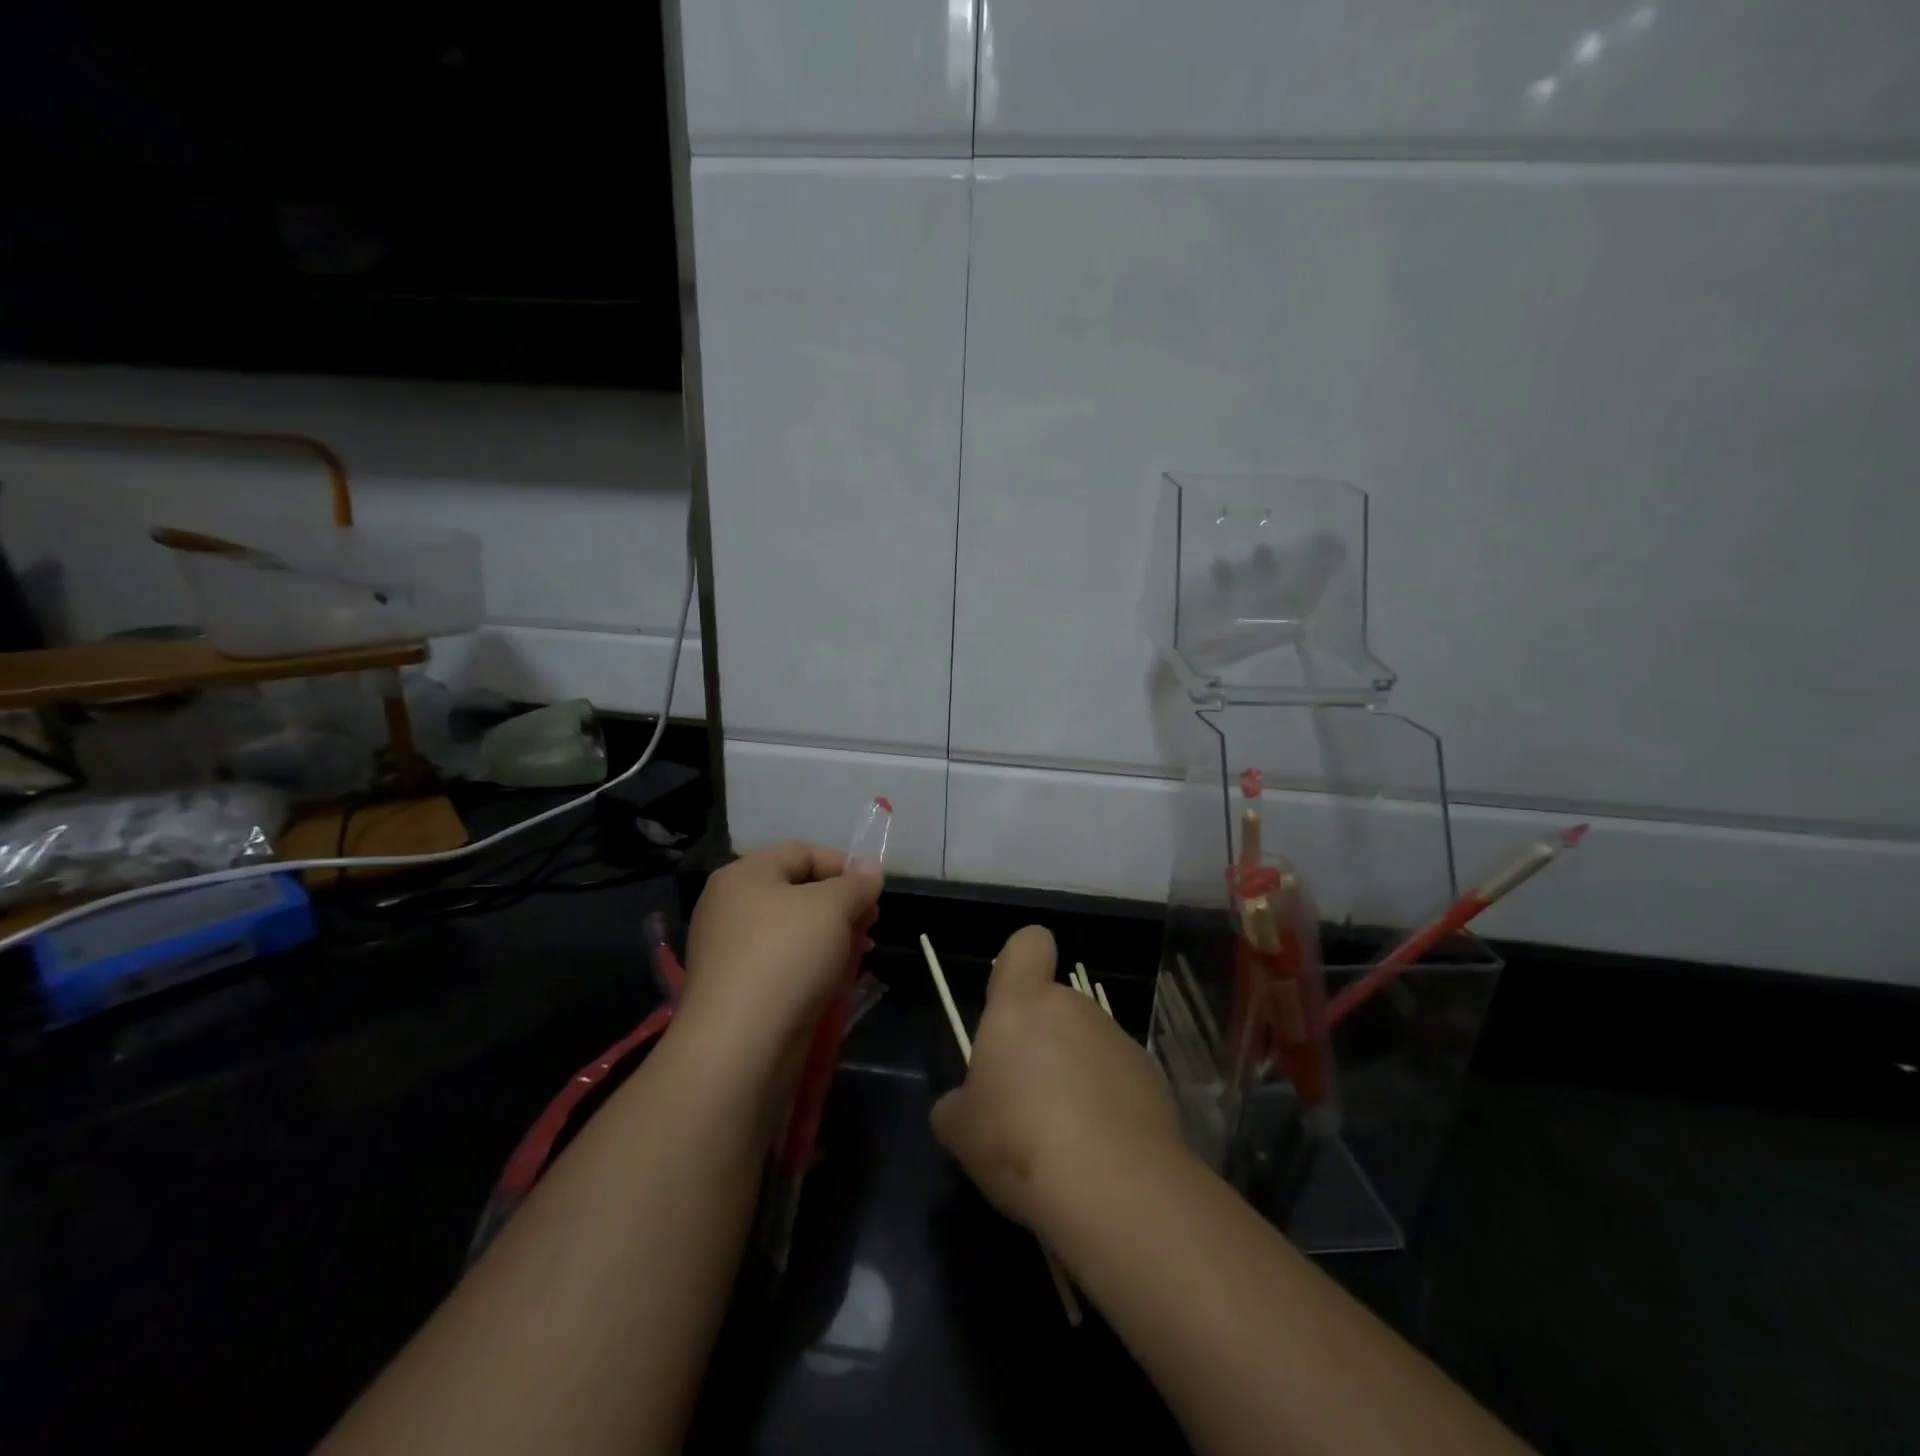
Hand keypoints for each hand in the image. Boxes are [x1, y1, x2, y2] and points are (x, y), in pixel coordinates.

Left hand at [677, 842, 882, 1073]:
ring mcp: (729, 950)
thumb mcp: (833, 908)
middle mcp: (730, 906)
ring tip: (857, 955)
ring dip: (829, 938)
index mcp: (744, 874)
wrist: (740, 1045)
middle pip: (797, 891)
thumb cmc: (787, 957)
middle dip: (840, 905)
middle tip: (869, 925)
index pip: (802, 852)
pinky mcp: (735, 989)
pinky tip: (833, 983)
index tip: (874, 893)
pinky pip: (781, 964)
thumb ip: (856, 884)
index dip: (843, 865)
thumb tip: (870, 869)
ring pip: (792, 931)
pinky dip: (810, 967)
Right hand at [931, 925, 1185, 1236]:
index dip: (1020, 962)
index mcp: (1022, 1005)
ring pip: (1087, 1047)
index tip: (1010, 1003)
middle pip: (1056, 1007)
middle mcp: (1075, 1009)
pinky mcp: (1154, 1081)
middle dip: (1041, 1043)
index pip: (1029, 944)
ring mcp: (1119, 1042)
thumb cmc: (1019, 1141)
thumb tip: (963, 1106)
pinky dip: (1108, 1107)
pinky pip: (1118, 1082)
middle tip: (1023, 1102)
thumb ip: (958, 1104)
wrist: (1117, 1190)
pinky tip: (1098, 1155)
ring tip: (1061, 1141)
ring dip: (1074, 1077)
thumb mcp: (961, 1130)